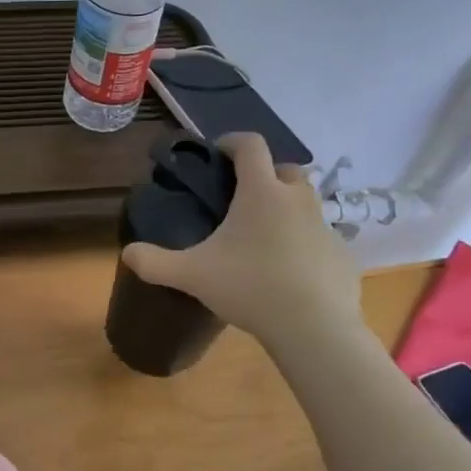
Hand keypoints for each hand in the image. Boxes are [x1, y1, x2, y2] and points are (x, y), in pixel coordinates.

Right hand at [121, 133, 362, 343]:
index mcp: (261, 192)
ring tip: (265, 237)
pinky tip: (291, 272)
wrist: (314, 328)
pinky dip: (306, 245)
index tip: (219, 153)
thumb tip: (127, 254)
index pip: (251, 145)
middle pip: (286, 169)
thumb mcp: (192, 275)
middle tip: (244, 199)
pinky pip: (321, 239)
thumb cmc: (250, 287)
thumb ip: (155, 262)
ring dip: (288, 209)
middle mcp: (297, 199)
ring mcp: (325, 226)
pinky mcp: (343, 254)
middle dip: (266, 175)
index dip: (233, 142)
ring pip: (307, 204)